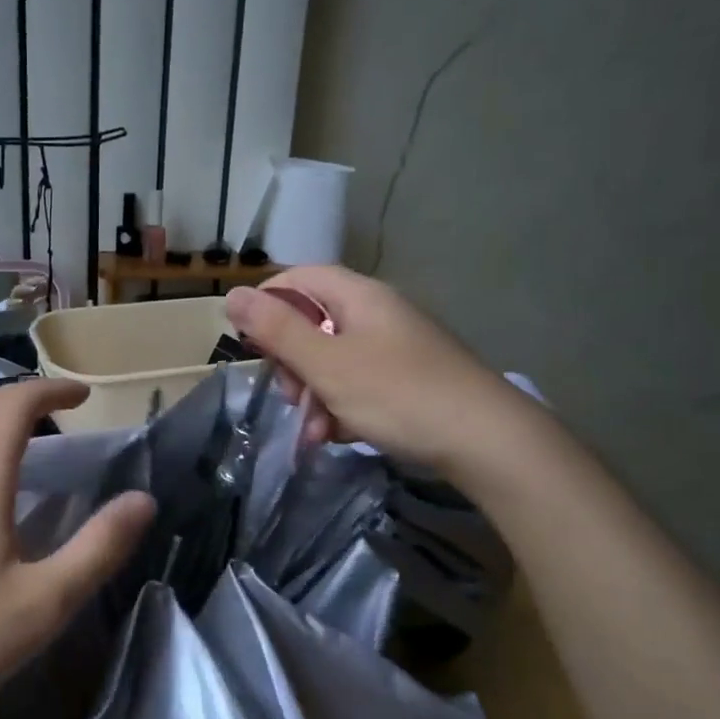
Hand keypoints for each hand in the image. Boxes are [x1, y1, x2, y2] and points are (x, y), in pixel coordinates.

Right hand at [225, 265, 529, 467]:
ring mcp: (393, 347)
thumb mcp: (327, 364)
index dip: (267, 303)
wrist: (486, 441)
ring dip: (313, 395)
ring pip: (331, 360)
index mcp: (359, 296)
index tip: (249, 342)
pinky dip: (340, 407)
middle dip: (291, 363)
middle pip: (313, 322)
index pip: (299, 278)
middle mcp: (377, 313)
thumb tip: (233, 293)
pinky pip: (357, 383)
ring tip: (314, 433)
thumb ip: (277, 330)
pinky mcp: (406, 379)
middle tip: (289, 396)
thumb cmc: (398, 394)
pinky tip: (338, 437)